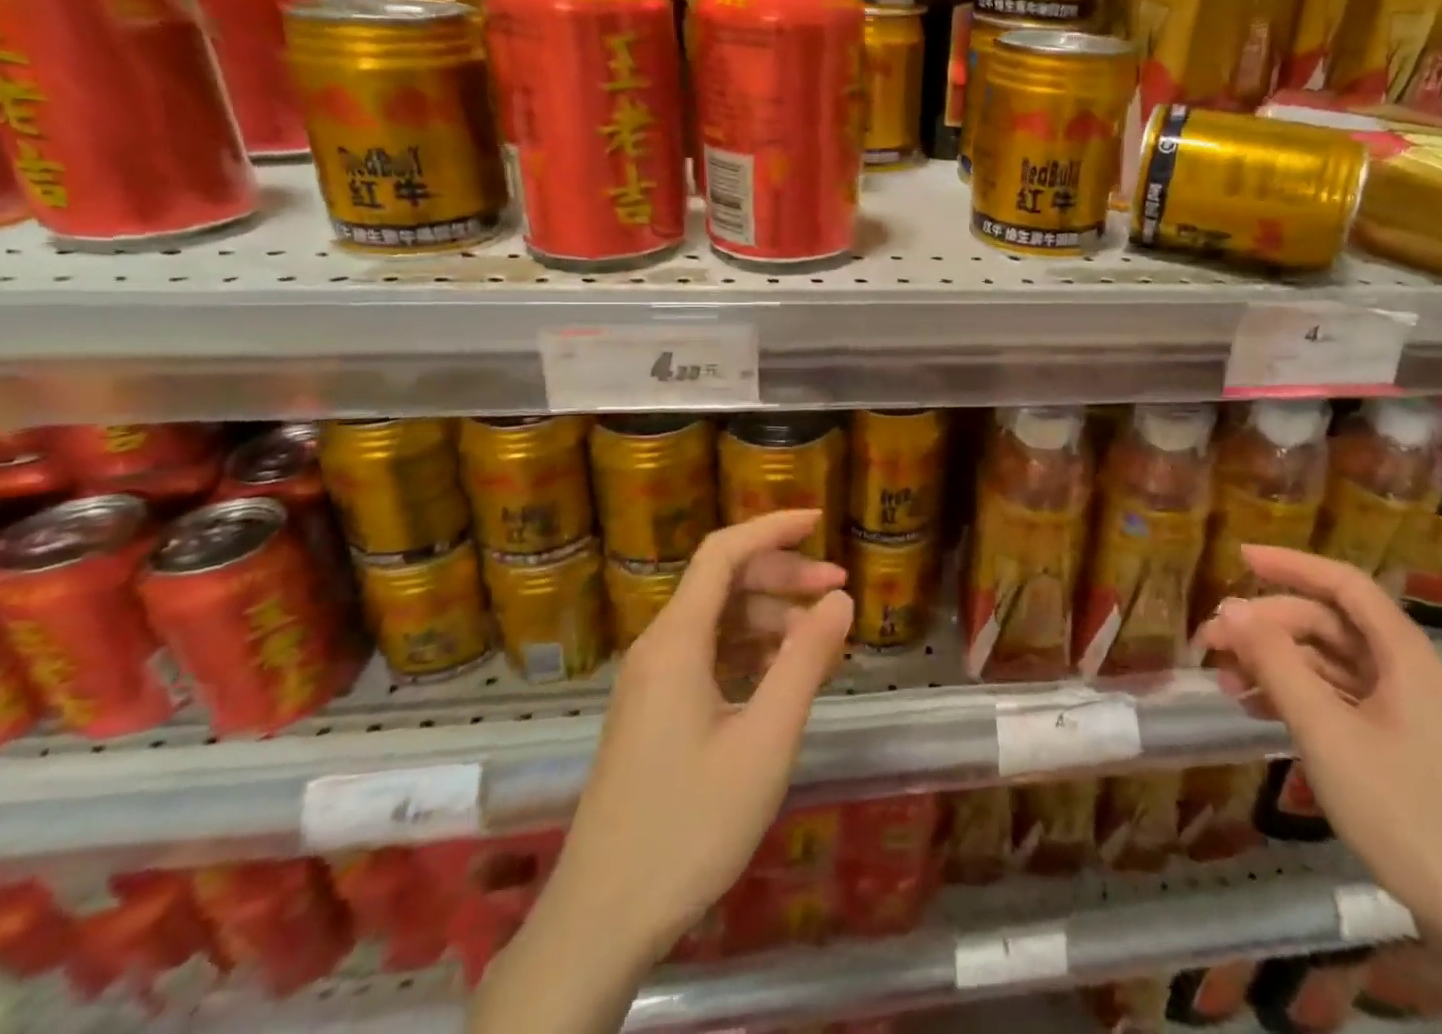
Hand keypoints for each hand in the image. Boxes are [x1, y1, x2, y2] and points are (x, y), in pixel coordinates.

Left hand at [559, 509, 851, 951]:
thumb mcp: (765, 740)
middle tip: (838, 589)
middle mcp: (658, 648)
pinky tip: (784, 676)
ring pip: (717, 621)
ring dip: (771, 617)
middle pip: (723, 583)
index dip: (772, 527)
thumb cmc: (690, 825)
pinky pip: (708, 656)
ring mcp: (652, 682)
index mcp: (676, 642)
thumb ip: (805, 660)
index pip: (723, 553)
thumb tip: (840, 597)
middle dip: (783, 576)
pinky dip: (751, 651)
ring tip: (821, 640)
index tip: (820, 520)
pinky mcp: (654, 713)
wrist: (601, 922)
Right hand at [1198, 545, 1441, 943]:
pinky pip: (1338, 699)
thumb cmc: (1404, 812)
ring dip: (1276, 662)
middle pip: (1329, 624)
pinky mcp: (1399, 746)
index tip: (1238, 556)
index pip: (1343, 584)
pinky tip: (1257, 708)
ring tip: (1224, 678)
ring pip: (1329, 663)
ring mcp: (1405, 711)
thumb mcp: (1326, 732)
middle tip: (1213, 640)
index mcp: (1404, 654)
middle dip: (1268, 625)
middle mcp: (1407, 672)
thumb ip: (1275, 663)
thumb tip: (1230, 607)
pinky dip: (1296, 695)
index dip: (1291, 564)